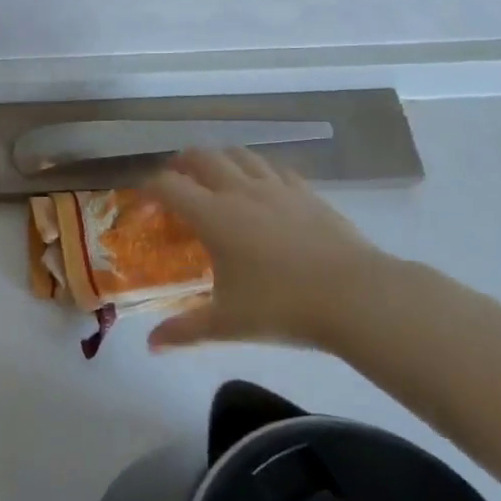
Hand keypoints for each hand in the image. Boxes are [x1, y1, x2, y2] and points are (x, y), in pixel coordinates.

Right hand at [144, 149, 384, 351]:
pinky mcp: (307, 193)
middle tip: (175, 181)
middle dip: (181, 163)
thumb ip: (185, 330)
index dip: (149, 186)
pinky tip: (263, 189)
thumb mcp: (228, 323)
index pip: (168, 185)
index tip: (142, 198)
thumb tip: (152, 346)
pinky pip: (275, 169)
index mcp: (213, 215)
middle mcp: (240, 191)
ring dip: (220, 159)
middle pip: (201, 157)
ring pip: (240, 154)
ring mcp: (277, 188)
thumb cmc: (282, 307)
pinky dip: (258, 171)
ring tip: (215, 176)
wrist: (358, 297)